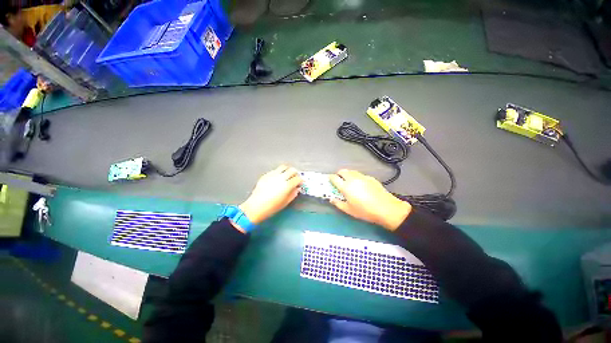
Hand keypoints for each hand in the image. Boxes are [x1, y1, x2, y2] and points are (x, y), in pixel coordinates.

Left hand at [238, 165, 302, 228]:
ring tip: (287, 175)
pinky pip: (275, 170)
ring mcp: (273, 175)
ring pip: (283, 167)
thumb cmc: (272, 207)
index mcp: (287, 185)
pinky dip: (279, 172)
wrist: (256, 206)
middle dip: (295, 173)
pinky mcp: (266, 175)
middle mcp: (281, 178)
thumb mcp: (285, 202)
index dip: (301, 180)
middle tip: (295, 178)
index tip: (300, 183)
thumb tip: (297, 189)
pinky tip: (277, 178)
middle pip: (292, 170)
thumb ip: (293, 194)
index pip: (298, 178)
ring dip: (287, 170)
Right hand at [329, 169, 411, 230]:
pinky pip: (360, 175)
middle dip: (339, 174)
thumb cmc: (365, 211)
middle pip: (342, 171)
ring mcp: (362, 177)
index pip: (334, 178)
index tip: (330, 180)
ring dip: (347, 175)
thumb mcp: (349, 210)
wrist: (386, 208)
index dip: (330, 178)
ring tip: (350, 182)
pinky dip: (357, 177)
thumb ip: (338, 203)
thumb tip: (331, 199)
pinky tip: (361, 185)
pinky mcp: (370, 178)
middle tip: (339, 181)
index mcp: (346, 187)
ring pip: (352, 171)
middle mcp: (353, 179)